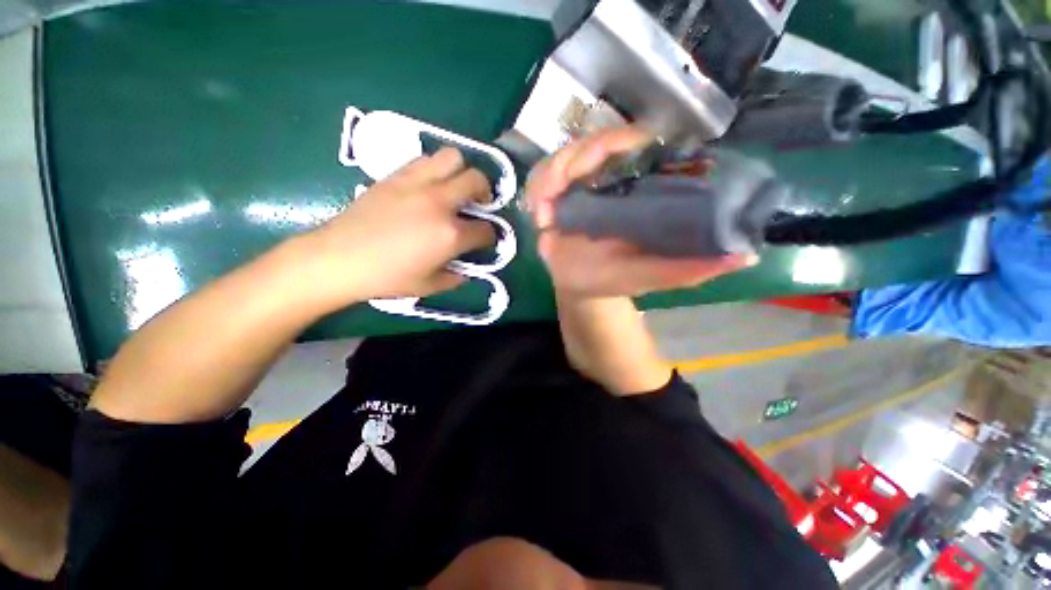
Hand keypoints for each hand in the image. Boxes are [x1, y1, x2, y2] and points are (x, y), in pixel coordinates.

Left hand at [306, 147, 494, 304]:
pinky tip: (430, 185)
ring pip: (452, 157)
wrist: (339, 258)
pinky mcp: (396, 175)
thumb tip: (466, 269)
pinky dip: (436, 168)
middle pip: (477, 180)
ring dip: (461, 171)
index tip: (485, 240)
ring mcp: (417, 184)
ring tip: (455, 187)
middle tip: (479, 203)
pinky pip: (425, 160)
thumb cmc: (387, 277)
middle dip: (485, 192)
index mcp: (450, 234)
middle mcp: (439, 203)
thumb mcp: (429, 286)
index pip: (485, 230)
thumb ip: (455, 277)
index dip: (490, 236)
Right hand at [525, 127, 754, 297]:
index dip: (622, 142)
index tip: (605, 156)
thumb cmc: (614, 279)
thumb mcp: (651, 276)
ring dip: (551, 176)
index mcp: (638, 191)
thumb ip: (688, 269)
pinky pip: (542, 176)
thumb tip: (746, 254)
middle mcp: (611, 180)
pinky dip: (537, 188)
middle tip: (560, 194)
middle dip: (577, 159)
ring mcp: (581, 185)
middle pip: (595, 142)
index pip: (636, 147)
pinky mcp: (556, 195)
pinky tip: (539, 214)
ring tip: (545, 212)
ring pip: (564, 156)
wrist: (580, 286)